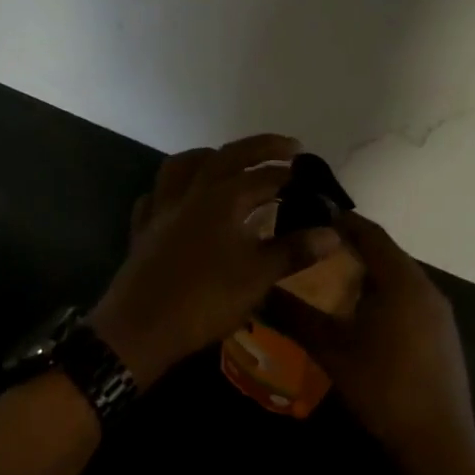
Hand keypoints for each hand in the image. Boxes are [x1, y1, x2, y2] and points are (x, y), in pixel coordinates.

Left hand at [88, 135, 339, 387]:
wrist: (142, 327)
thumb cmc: (206, 300)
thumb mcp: (258, 277)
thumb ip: (294, 251)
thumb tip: (332, 233)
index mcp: (223, 198)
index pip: (266, 177)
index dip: (294, 177)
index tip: (316, 182)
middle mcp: (191, 193)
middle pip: (227, 156)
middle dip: (261, 148)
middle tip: (288, 148)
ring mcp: (162, 209)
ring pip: (182, 166)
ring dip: (209, 157)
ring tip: (228, 162)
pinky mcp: (143, 230)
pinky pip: (156, 195)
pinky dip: (172, 189)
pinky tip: (181, 200)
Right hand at [267, 212, 474, 474]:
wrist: (436, 440)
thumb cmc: (381, 387)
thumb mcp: (330, 350)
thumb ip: (295, 315)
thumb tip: (259, 291)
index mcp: (402, 282)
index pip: (371, 234)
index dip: (343, 221)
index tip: (312, 214)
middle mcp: (426, 289)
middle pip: (387, 254)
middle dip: (352, 247)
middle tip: (314, 248)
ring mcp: (439, 314)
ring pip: (399, 278)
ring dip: (367, 273)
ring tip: (330, 278)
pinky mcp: (442, 335)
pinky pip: (409, 299)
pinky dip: (383, 294)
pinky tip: (360, 314)